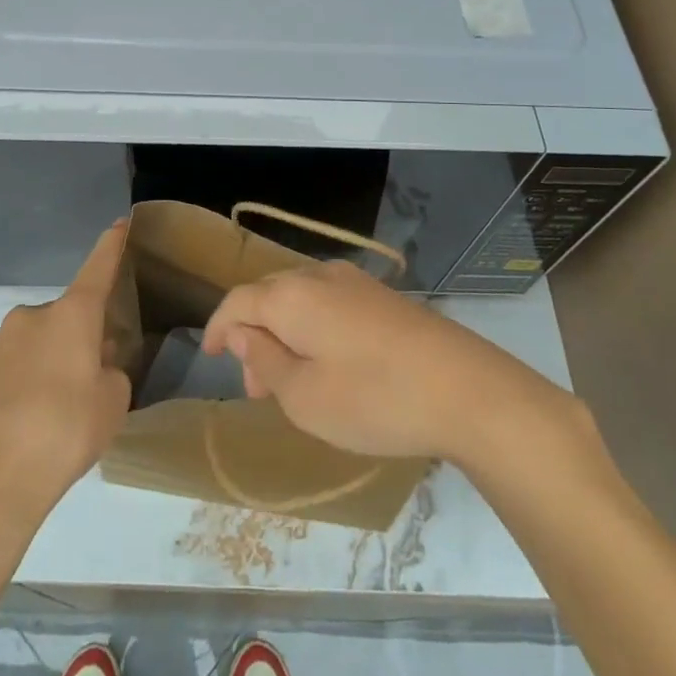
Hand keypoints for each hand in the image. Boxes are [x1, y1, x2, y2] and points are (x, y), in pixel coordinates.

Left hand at [0, 222, 132, 539]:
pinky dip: (22, 388)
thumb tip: (92, 364)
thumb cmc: (65, 433)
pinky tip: (25, 428)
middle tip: (89, 382)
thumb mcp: (112, 403)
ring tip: (55, 415)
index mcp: (70, 316)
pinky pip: (10, 373)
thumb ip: (110, 372)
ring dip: (48, 364)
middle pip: (65, 318)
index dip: (112, 246)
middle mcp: (29, 319)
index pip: (98, 269)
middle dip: (78, 340)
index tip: (120, 223)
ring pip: (35, 346)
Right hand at [202, 261, 579, 465]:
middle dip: (253, 335)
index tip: (209, 355)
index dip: (218, 326)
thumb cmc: (374, 399)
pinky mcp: (383, 297)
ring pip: (301, 299)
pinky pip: (329, 303)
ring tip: (289, 381)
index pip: (238, 301)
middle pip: (269, 296)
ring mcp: (355, 282)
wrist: (466, 389)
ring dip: (284, 333)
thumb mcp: (304, 397)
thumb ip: (264, 360)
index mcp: (292, 295)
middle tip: (255, 386)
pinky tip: (327, 364)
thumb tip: (240, 333)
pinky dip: (313, 329)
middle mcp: (319, 276)